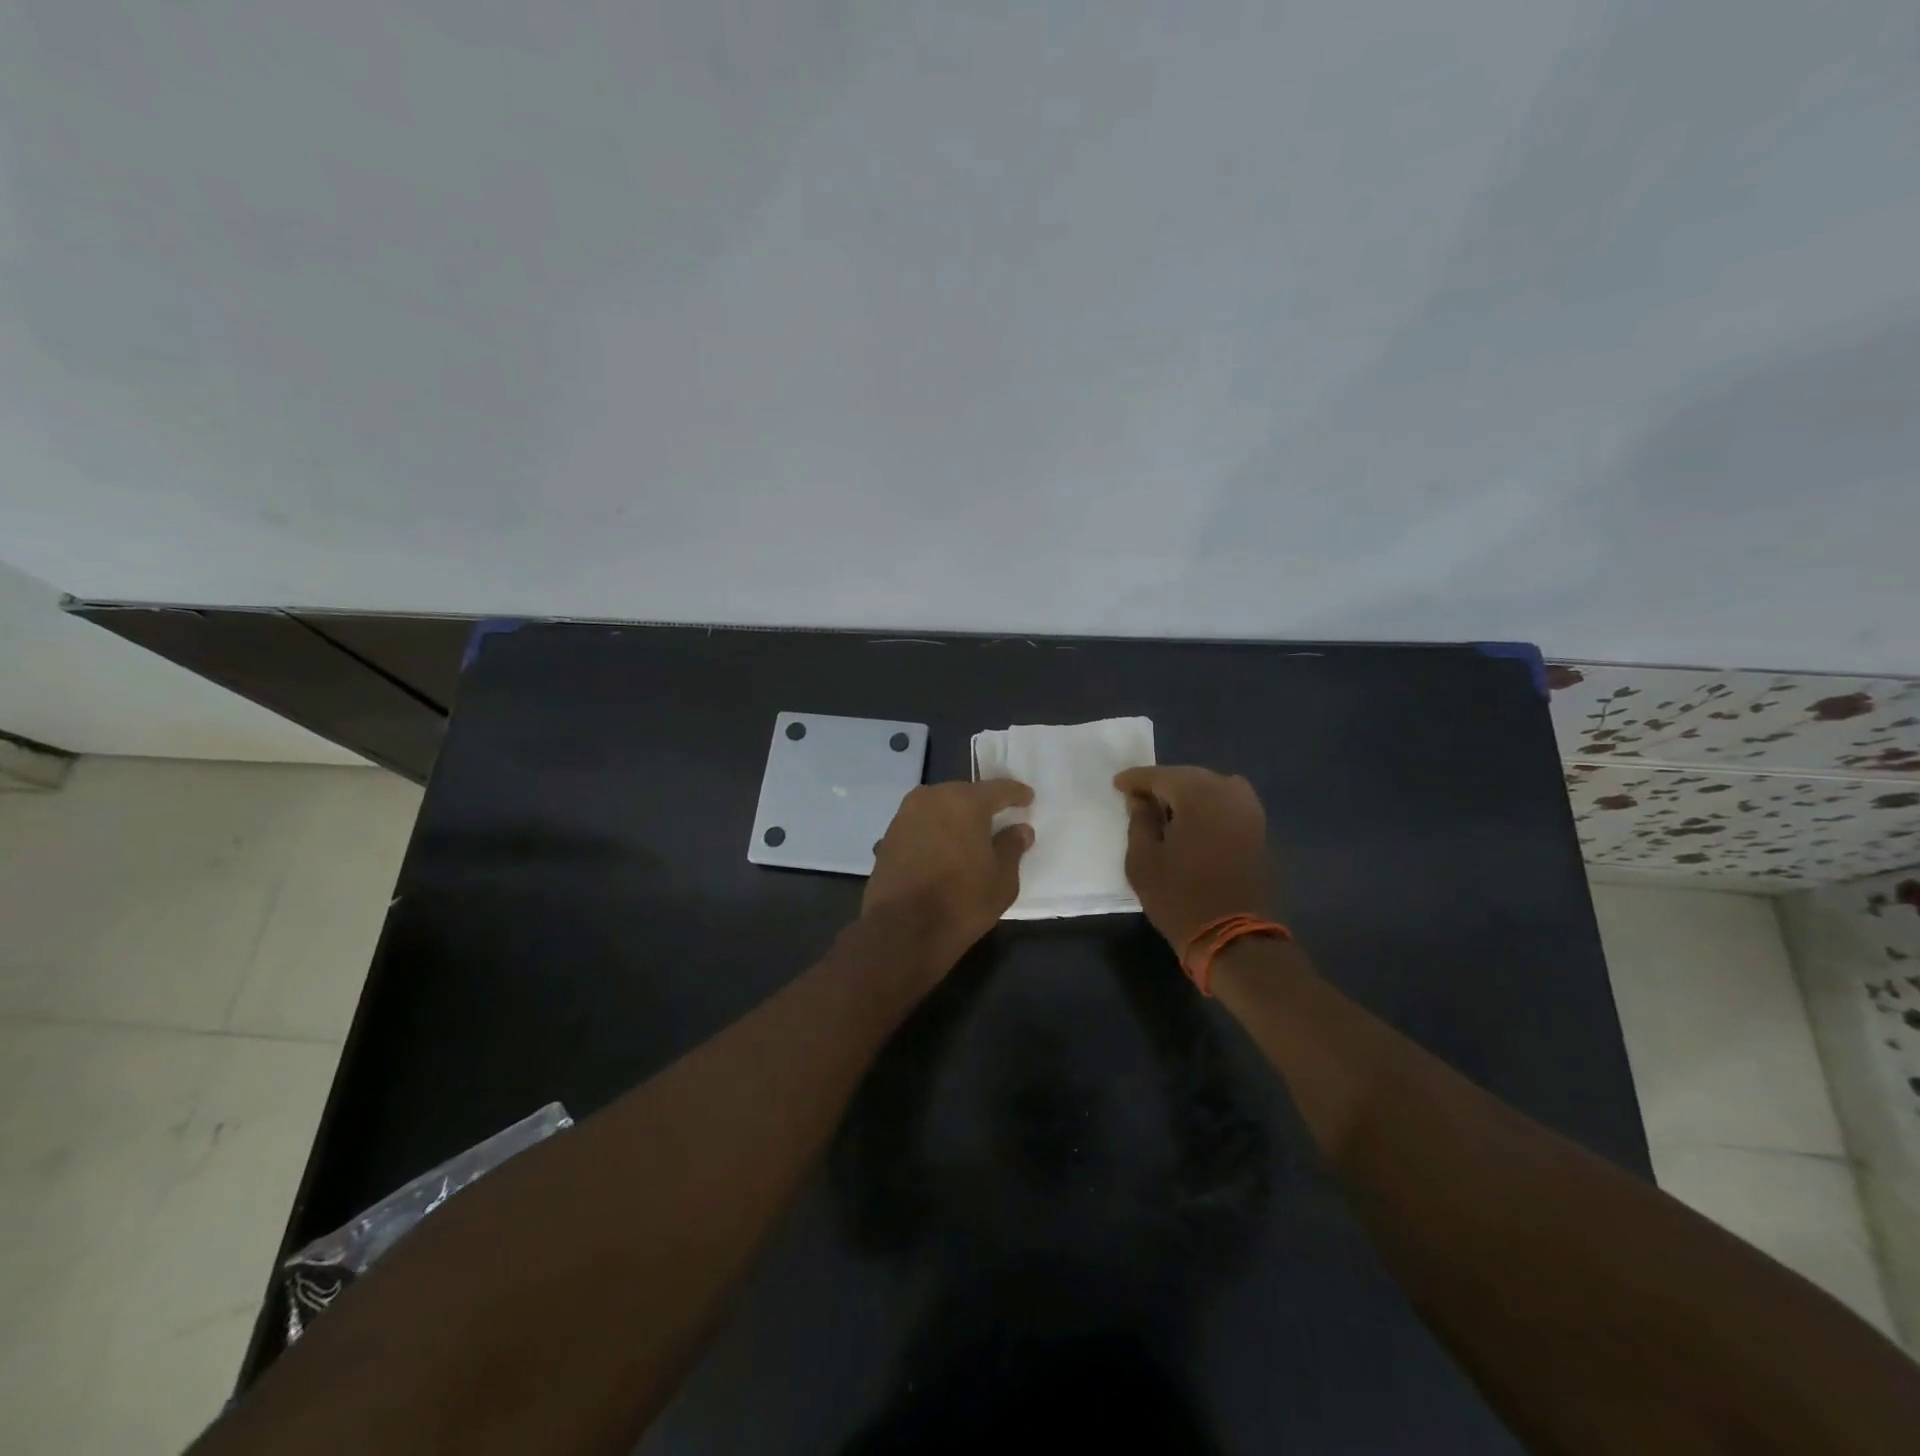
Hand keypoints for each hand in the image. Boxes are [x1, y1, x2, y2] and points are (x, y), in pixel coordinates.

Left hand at [864, 780, 1035, 977]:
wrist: (902, 929)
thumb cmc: (961, 900)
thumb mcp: (1001, 878)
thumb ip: (1012, 847)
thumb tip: (1020, 829)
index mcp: (964, 801)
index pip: (997, 789)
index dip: (1015, 793)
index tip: (1027, 797)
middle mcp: (931, 798)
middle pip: (963, 794)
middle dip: (981, 804)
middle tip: (998, 817)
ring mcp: (905, 816)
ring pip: (938, 808)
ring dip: (954, 818)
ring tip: (968, 835)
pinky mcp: (888, 837)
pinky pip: (920, 826)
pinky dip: (934, 833)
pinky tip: (942, 851)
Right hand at [1114, 766, 1272, 948]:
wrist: (1232, 936)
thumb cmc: (1179, 897)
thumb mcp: (1143, 860)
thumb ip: (1139, 821)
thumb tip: (1139, 800)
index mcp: (1198, 794)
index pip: (1160, 776)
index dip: (1135, 780)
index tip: (1117, 785)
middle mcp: (1228, 791)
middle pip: (1187, 777)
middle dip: (1161, 784)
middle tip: (1137, 797)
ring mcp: (1248, 809)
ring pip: (1210, 787)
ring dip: (1186, 794)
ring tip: (1164, 809)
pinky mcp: (1258, 828)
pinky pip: (1226, 803)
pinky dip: (1206, 805)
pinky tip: (1191, 820)